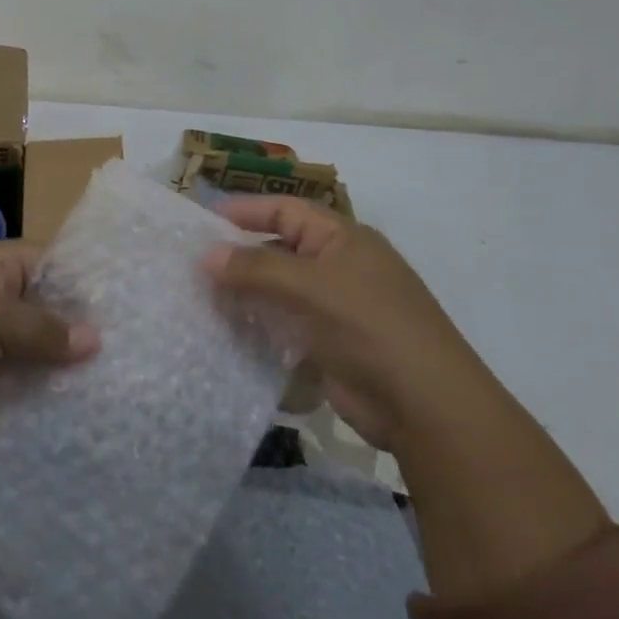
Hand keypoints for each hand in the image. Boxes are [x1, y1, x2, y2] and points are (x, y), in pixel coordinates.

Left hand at [0, 240, 99, 437]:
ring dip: (48, 363)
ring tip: (98, 384)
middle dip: (68, 329)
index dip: (78, 284)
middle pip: (36, 305)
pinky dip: (24, 386)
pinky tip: (58, 405)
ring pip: (21, 343)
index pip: (45, 262)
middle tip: (116, 355)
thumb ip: (45, 329)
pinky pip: (3, 374)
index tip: (118, 312)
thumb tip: (95, 339)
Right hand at [204, 197, 471, 450]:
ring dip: (245, 295)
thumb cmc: (370, 327)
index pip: (286, 211)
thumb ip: (256, 268)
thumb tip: (207, 254)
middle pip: (279, 250)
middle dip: (240, 257)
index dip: (246, 211)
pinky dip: (259, 329)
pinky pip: (285, 328)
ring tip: (201, 300)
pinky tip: (228, 335)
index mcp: (343, 239)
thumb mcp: (311, 287)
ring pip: (279, 292)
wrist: (425, 407)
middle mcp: (339, 267)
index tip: (202, 221)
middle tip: (192, 265)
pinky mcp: (329, 346)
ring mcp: (335, 309)